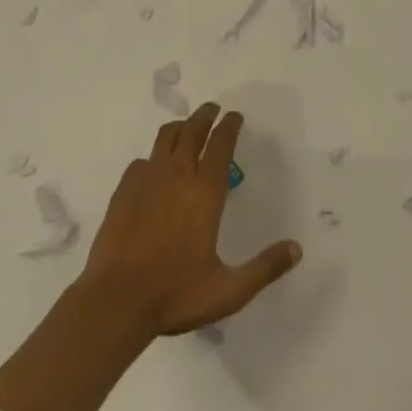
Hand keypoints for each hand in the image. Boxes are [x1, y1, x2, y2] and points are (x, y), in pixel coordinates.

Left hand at [78, 103, 301, 336]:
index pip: (221, 143)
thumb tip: (296, 249)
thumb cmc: (175, 293)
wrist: (115, 302)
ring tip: (187, 129)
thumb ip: (264, 268)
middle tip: (213, 109)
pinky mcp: (124, 190)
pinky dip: (153, 158)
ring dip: (180, 127)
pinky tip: (154, 170)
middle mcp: (178, 175)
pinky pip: (142, 161)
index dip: (230, 125)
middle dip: (206, 115)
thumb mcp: (228, 291)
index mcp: (205, 191)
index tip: (235, 116)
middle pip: (193, 129)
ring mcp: (147, 179)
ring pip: (166, 137)